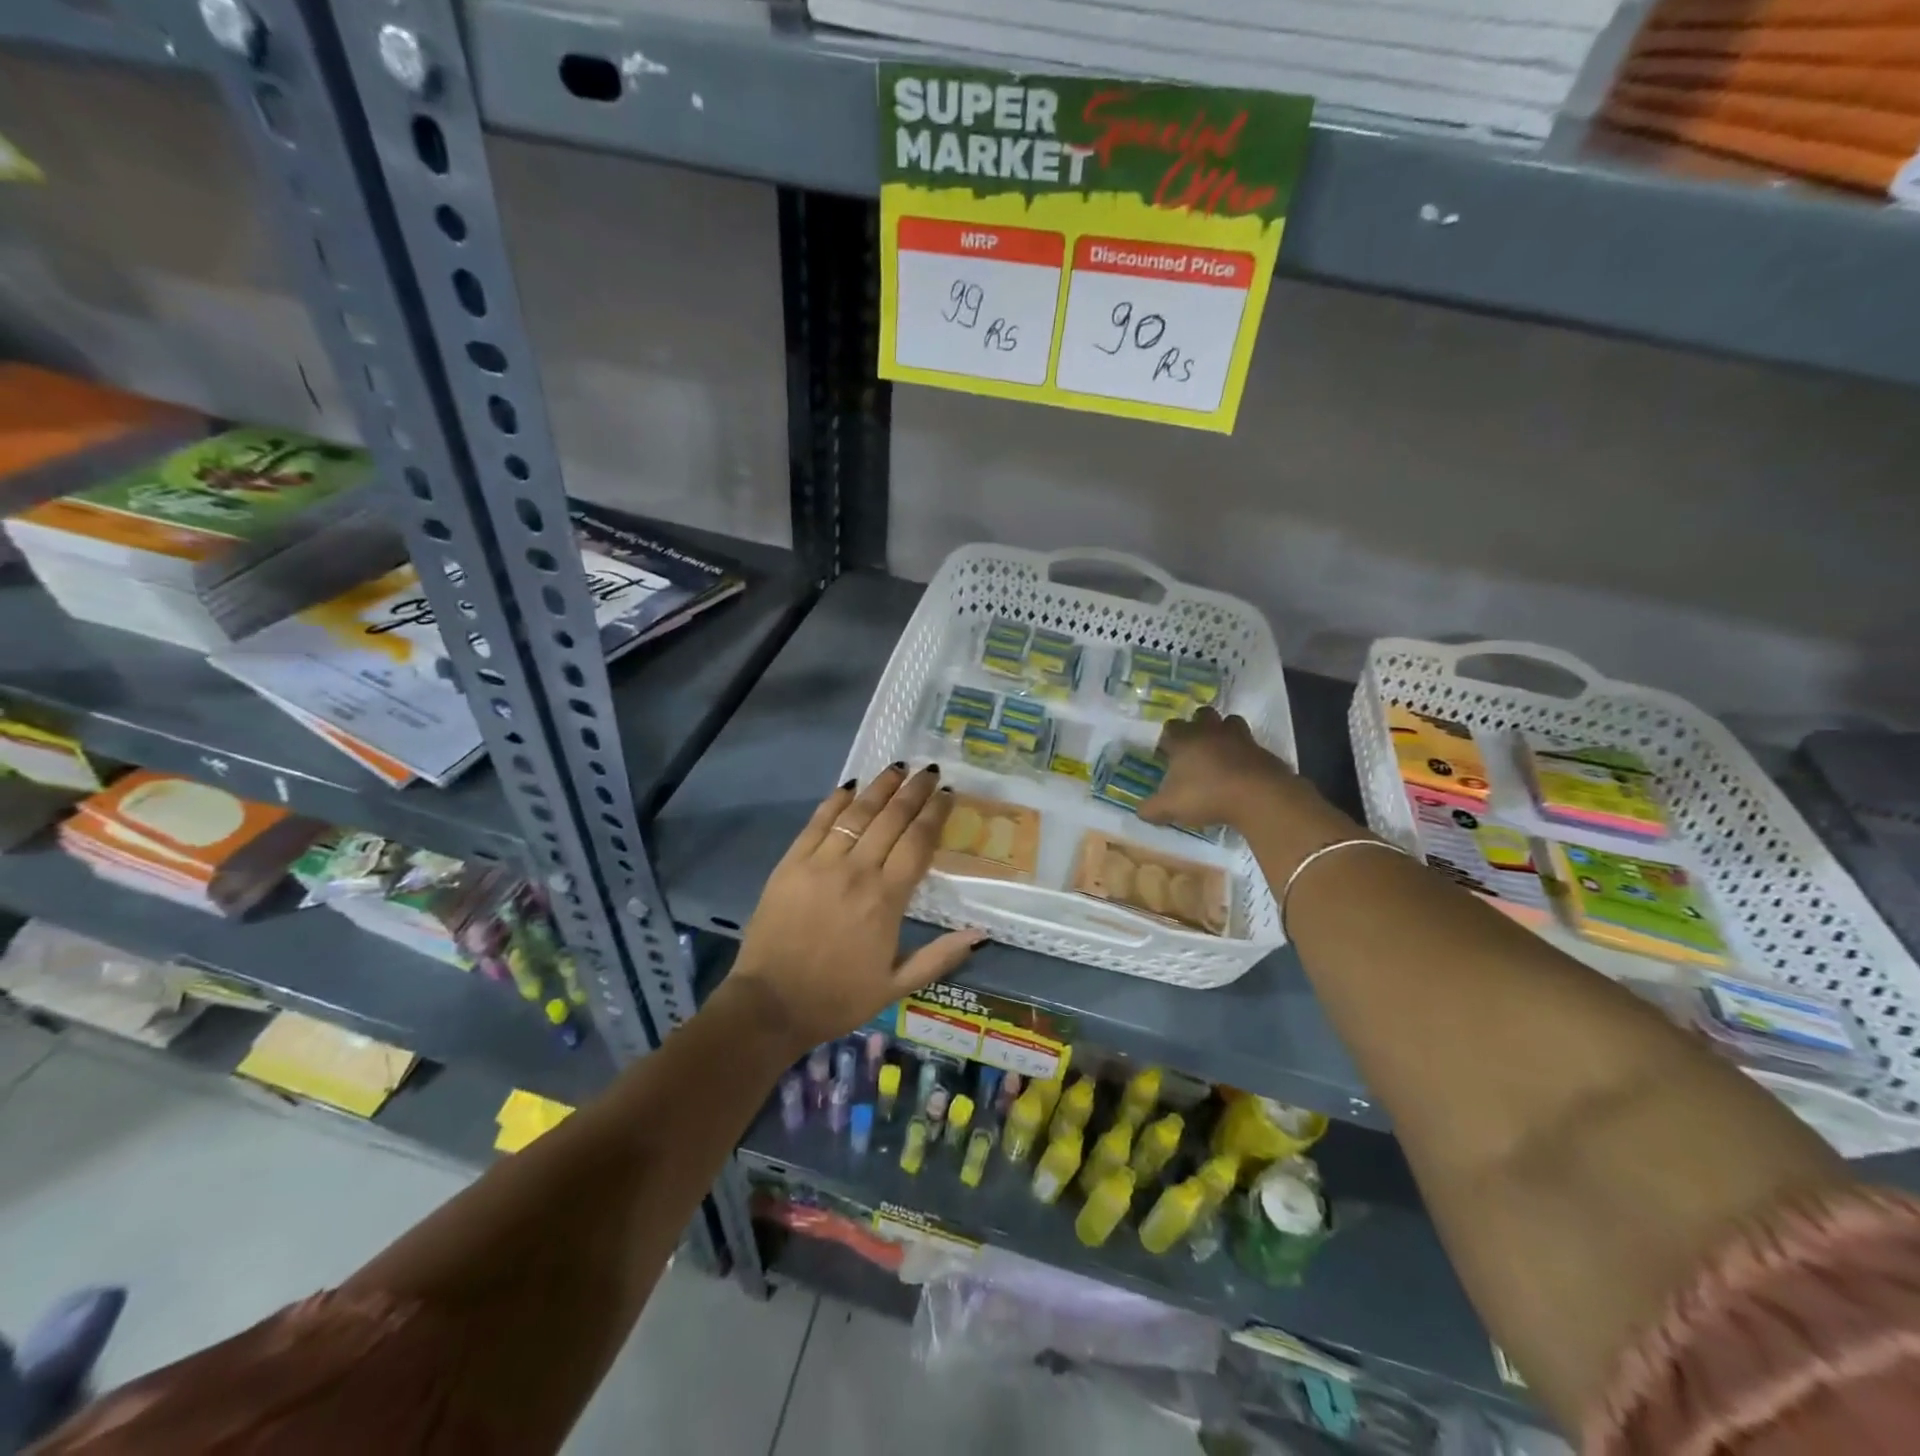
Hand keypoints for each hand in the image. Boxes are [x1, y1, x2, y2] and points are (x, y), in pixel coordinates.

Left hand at [729, 764, 983, 1050]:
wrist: (770, 1005)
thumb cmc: (838, 998)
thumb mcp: (896, 986)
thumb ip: (940, 957)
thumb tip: (981, 934)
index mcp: (886, 900)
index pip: (918, 842)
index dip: (935, 813)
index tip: (947, 793)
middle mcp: (857, 871)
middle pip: (892, 819)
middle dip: (913, 791)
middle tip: (929, 771)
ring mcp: (821, 863)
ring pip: (857, 814)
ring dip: (880, 787)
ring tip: (898, 768)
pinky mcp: (791, 863)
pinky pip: (819, 822)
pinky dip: (836, 801)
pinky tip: (850, 786)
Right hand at [1140, 708, 1337, 838]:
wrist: (1257, 796)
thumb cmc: (1206, 795)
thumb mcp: (1170, 807)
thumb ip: (1151, 809)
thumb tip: (1140, 811)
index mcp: (1184, 740)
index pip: (1170, 728)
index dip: (1167, 739)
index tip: (1166, 754)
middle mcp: (1210, 732)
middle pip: (1202, 714)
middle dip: (1197, 725)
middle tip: (1194, 747)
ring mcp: (1240, 738)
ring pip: (1230, 722)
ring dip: (1224, 732)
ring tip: (1220, 751)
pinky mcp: (1262, 750)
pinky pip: (1251, 745)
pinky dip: (1245, 753)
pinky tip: (1241, 770)